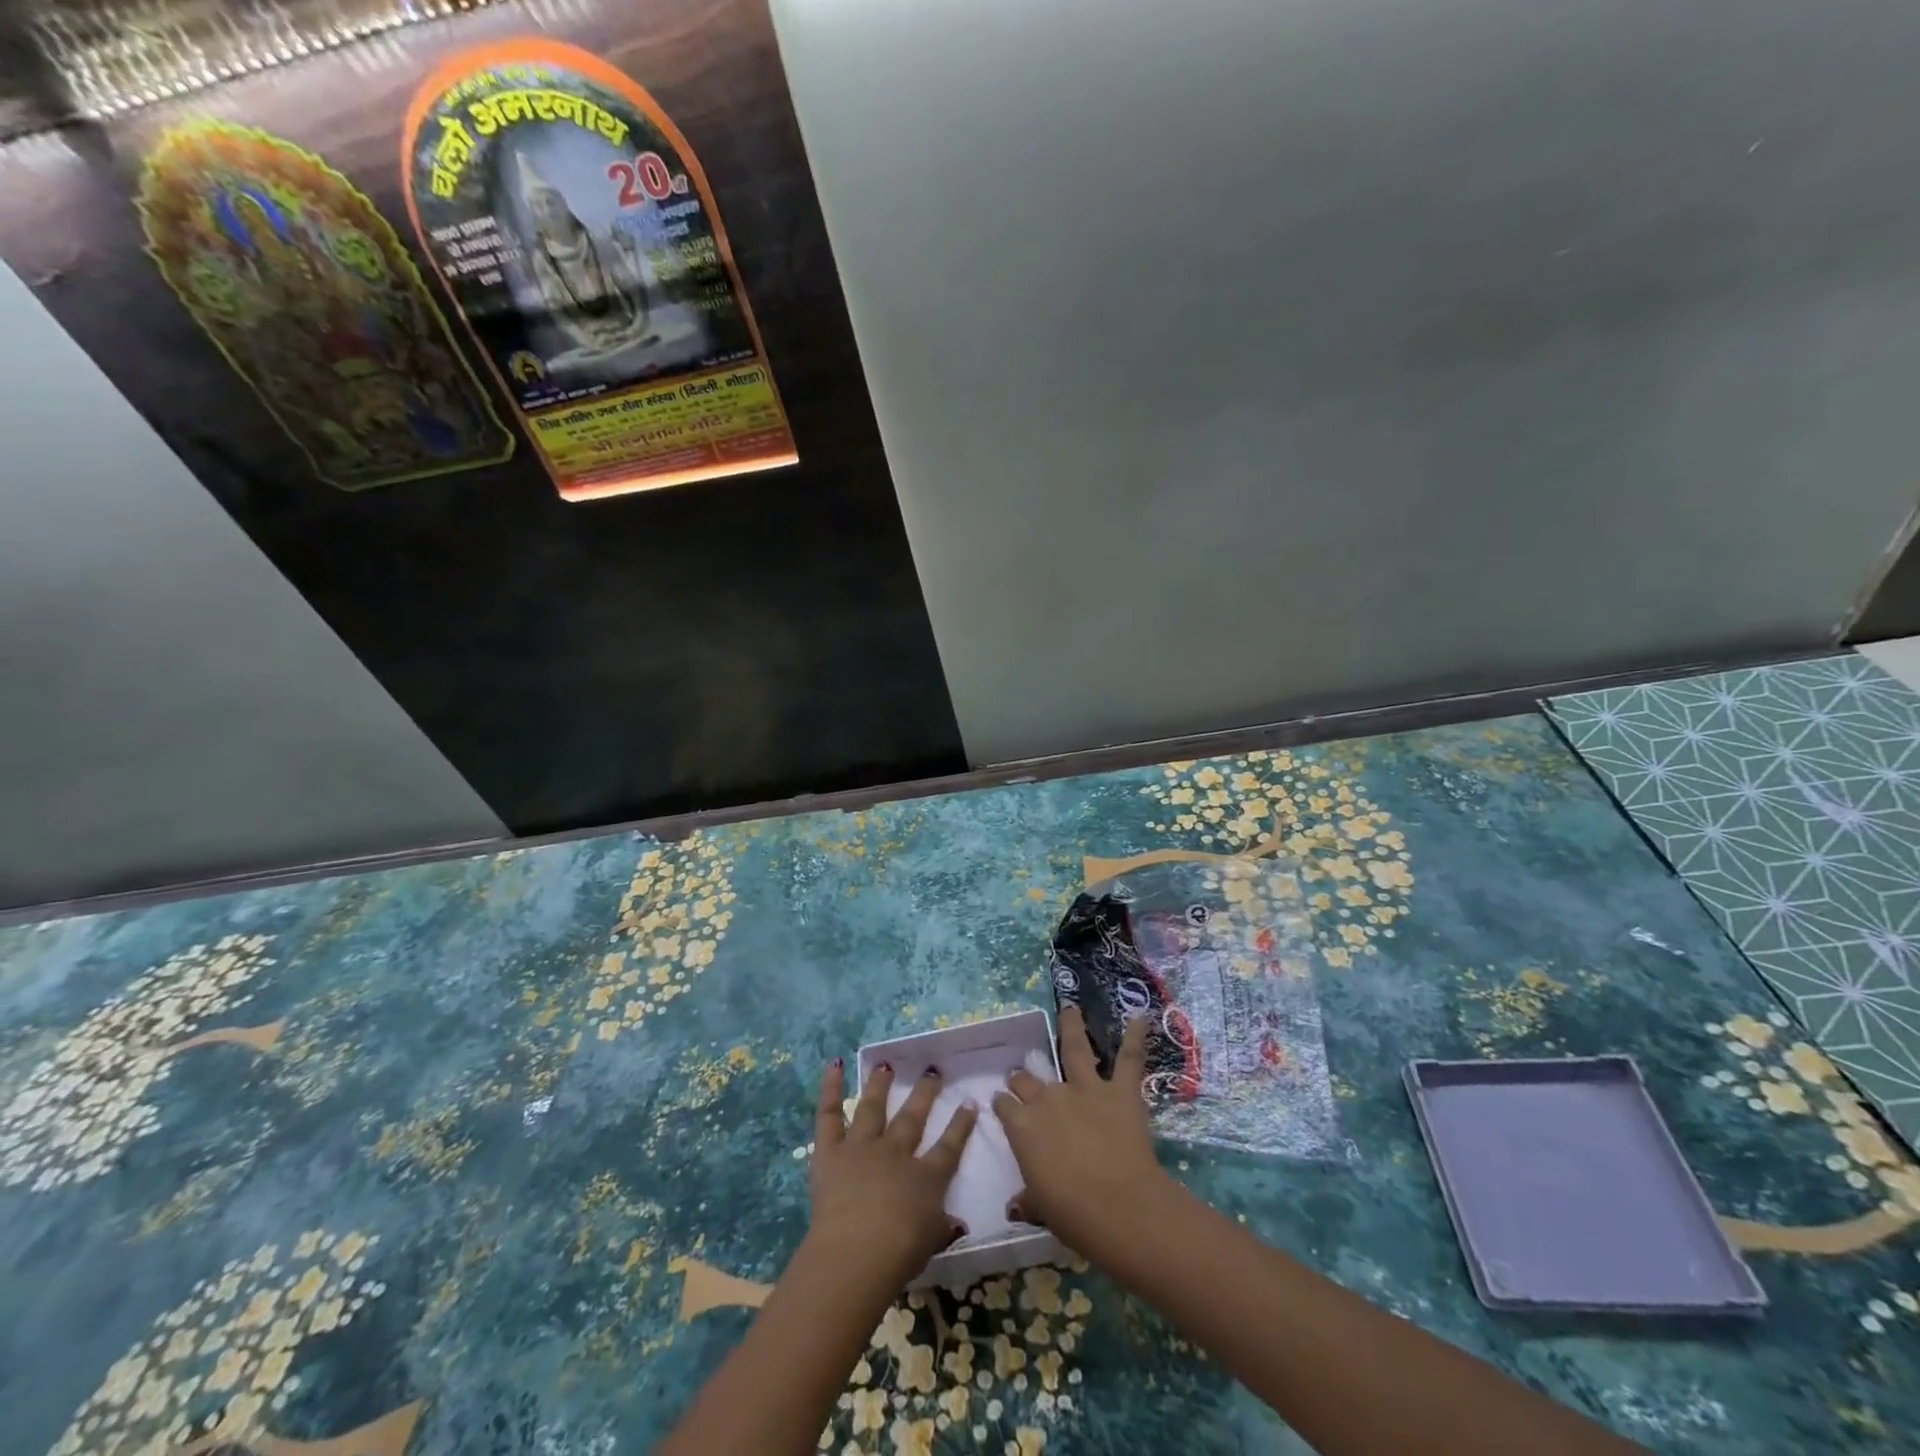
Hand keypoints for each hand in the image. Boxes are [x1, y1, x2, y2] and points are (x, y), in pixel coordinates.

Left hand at [806, 1060, 976, 1286]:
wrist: (858, 1252)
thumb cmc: (900, 1254)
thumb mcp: (932, 1243)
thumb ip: (945, 1227)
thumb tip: (958, 1223)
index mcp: (925, 1177)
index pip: (949, 1146)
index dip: (961, 1124)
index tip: (969, 1102)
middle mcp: (895, 1152)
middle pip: (913, 1117)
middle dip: (925, 1093)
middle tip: (933, 1071)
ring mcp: (862, 1147)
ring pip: (873, 1107)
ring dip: (880, 1084)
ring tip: (886, 1064)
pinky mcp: (831, 1151)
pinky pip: (830, 1114)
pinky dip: (831, 1088)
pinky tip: (836, 1064)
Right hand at [993, 1007, 1171, 1254]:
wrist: (1117, 1206)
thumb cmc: (1072, 1214)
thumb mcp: (1040, 1208)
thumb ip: (1028, 1199)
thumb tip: (1015, 1206)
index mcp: (1023, 1126)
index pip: (1006, 1107)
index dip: (1003, 1105)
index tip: (1002, 1104)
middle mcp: (1048, 1098)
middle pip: (1028, 1079)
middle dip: (1022, 1077)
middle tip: (1021, 1076)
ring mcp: (1085, 1089)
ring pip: (1074, 1048)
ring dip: (1071, 1025)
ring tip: (1070, 1007)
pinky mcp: (1119, 1091)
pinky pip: (1129, 1059)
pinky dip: (1135, 1037)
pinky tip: (1141, 1017)